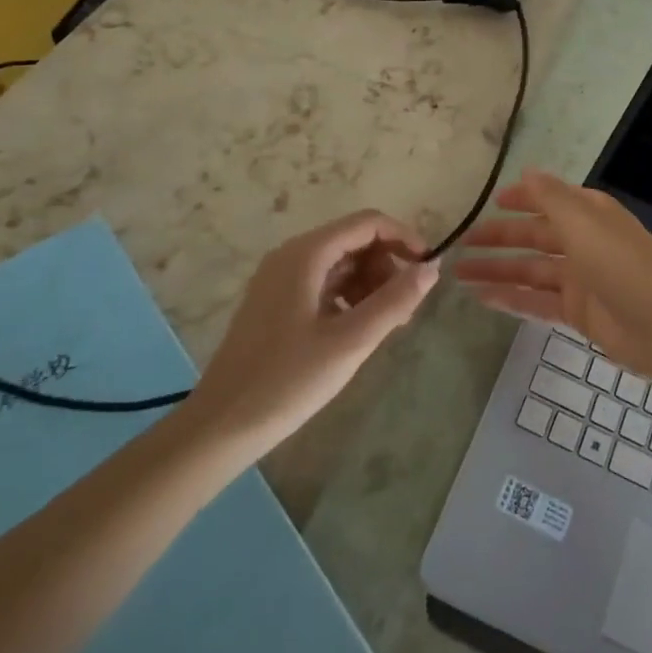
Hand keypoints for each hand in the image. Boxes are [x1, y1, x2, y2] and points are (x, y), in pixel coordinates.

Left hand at [182, 211, 438, 450]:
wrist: (219, 429)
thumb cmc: (287, 381)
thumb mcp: (351, 341)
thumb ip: (395, 300)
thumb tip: (432, 268)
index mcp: (306, 254)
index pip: (368, 223)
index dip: (404, 238)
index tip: (428, 270)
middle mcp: (291, 256)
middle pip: (356, 241)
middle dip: (388, 267)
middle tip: (407, 310)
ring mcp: (280, 280)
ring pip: (342, 264)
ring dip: (372, 285)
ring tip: (388, 325)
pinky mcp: (276, 303)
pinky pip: (325, 284)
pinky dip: (350, 298)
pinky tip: (358, 331)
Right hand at [455, 170, 651, 370]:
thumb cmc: (621, 265)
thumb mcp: (584, 222)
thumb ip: (551, 197)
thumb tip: (527, 170)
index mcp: (590, 214)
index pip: (550, 200)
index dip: (522, 199)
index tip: (491, 202)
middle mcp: (584, 241)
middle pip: (535, 236)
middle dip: (500, 238)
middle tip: (461, 243)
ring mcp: (580, 278)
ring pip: (531, 270)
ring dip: (498, 270)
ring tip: (459, 274)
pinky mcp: (577, 312)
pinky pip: (536, 300)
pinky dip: (511, 298)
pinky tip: (482, 298)